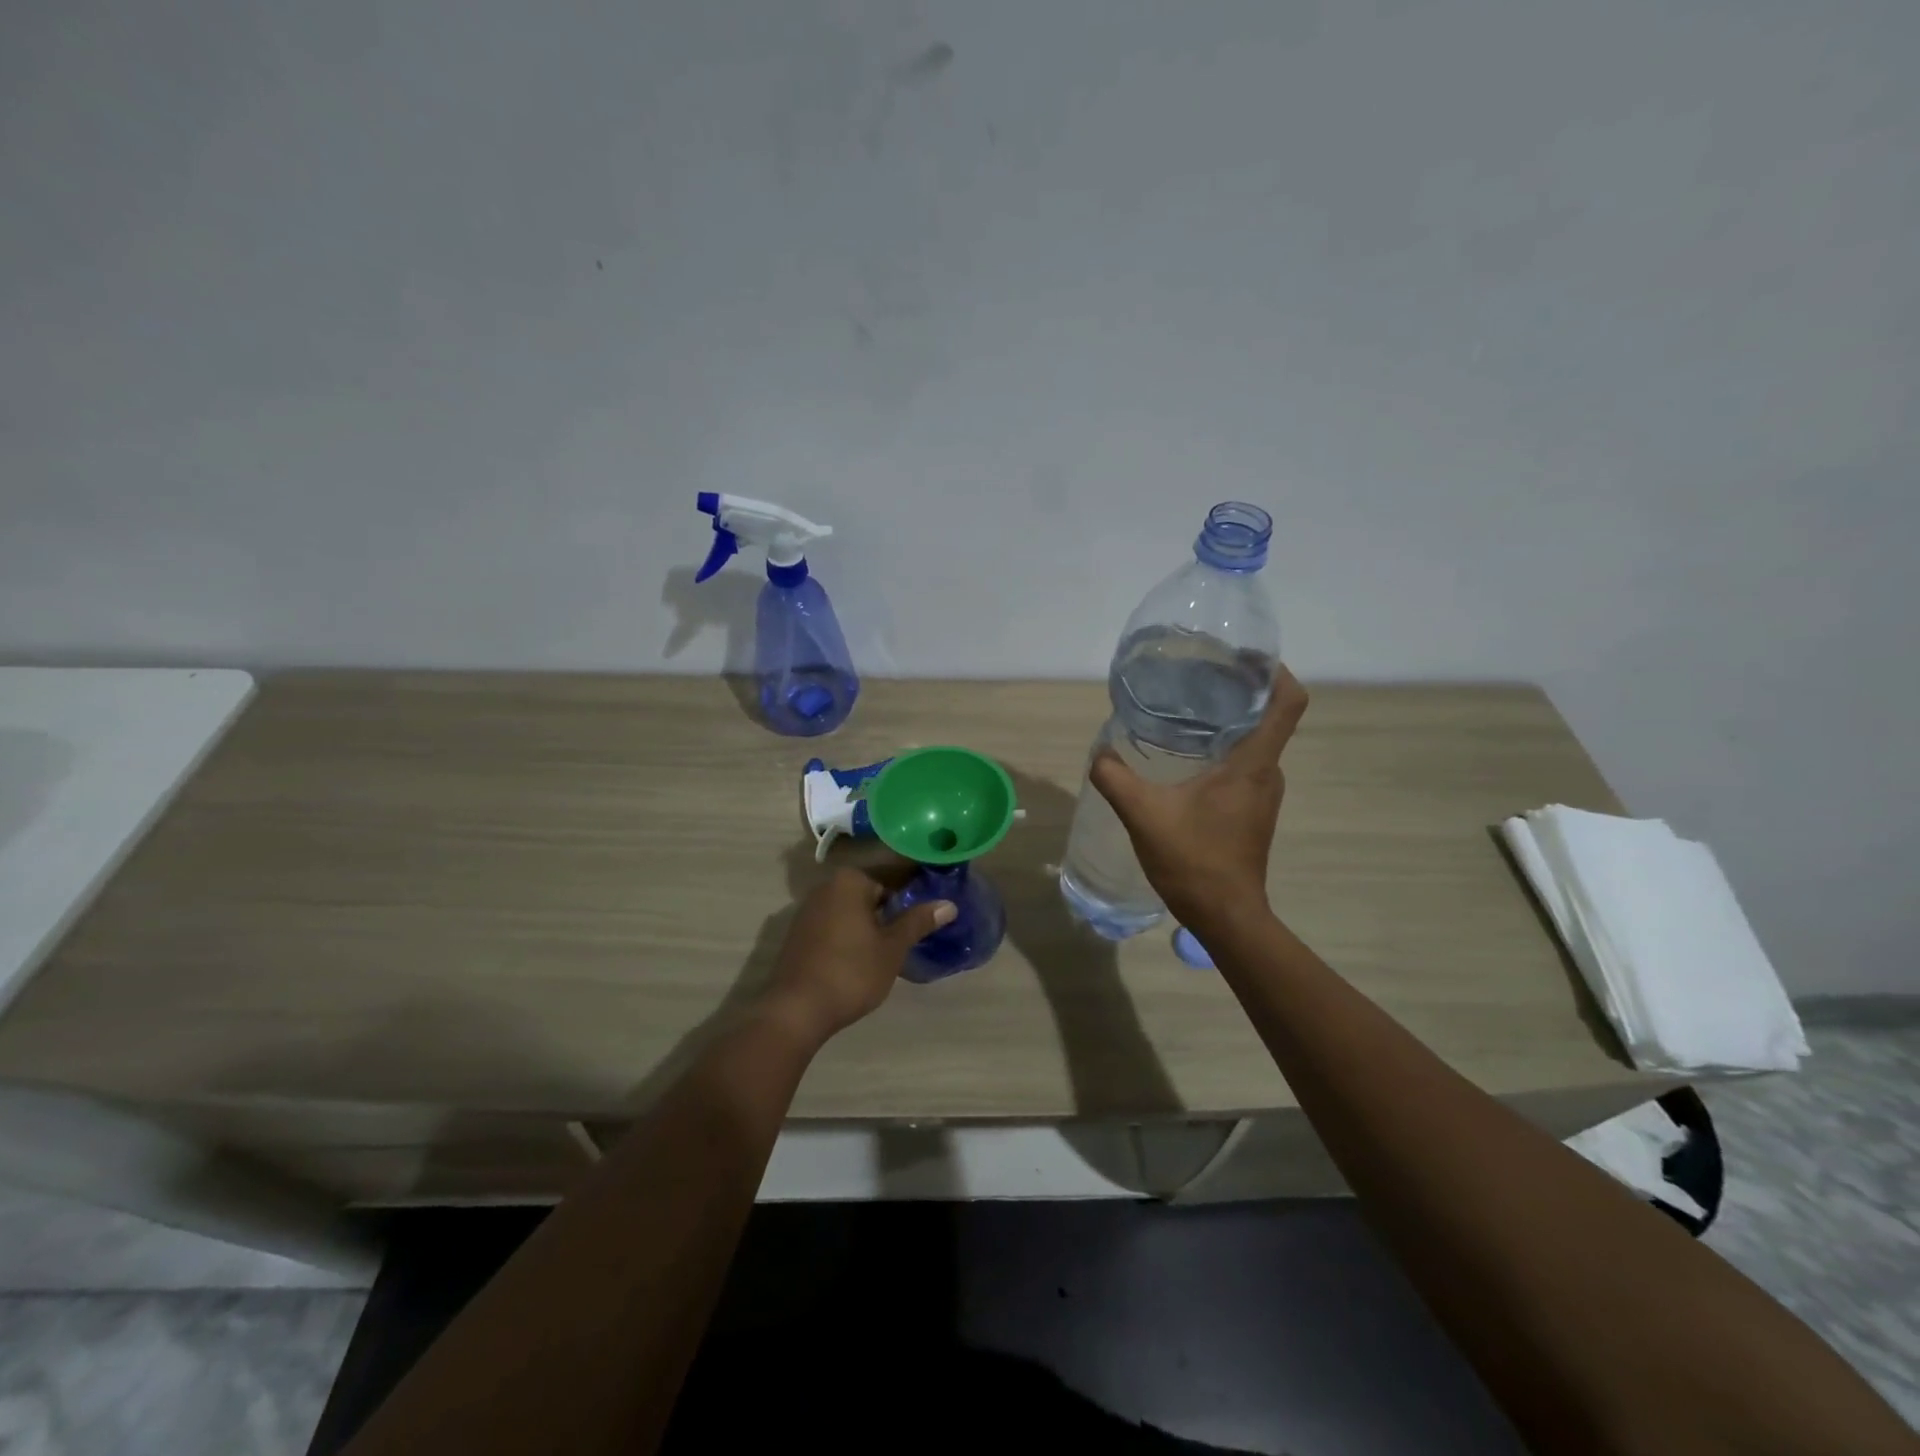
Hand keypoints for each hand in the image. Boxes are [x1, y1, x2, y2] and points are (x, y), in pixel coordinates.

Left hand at [761, 867, 956, 1044]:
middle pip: (870, 894)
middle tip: (913, 935)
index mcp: (850, 881)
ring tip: (892, 949)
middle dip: (890, 911)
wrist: (796, 1010)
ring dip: (870, 925)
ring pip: (851, 911)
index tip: (928, 913)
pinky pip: (834, 926)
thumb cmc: (851, 972)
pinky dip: (850, 936)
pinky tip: (862, 959)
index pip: (892, 879)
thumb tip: (948, 904)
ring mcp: (808, 911)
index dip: (913, 895)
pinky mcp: (799, 935)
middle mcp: (826, 887)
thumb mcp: (892, 948)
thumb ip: (918, 922)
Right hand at [1090, 667, 1308, 929]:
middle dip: (1238, 691)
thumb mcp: (1144, 815)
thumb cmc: (1194, 861)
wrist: (1224, 916)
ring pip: (1254, 743)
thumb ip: (1116, 778)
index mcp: (1253, 764)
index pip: (1288, 702)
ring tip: (1186, 712)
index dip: (1274, 671)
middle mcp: (1267, 773)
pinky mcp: (1251, 811)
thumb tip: (1100, 754)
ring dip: (1227, 723)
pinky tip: (1185, 757)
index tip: (1245, 655)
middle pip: (1267, 716)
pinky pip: (1243, 765)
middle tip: (1197, 677)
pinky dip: (1221, 750)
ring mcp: (1262, 794)